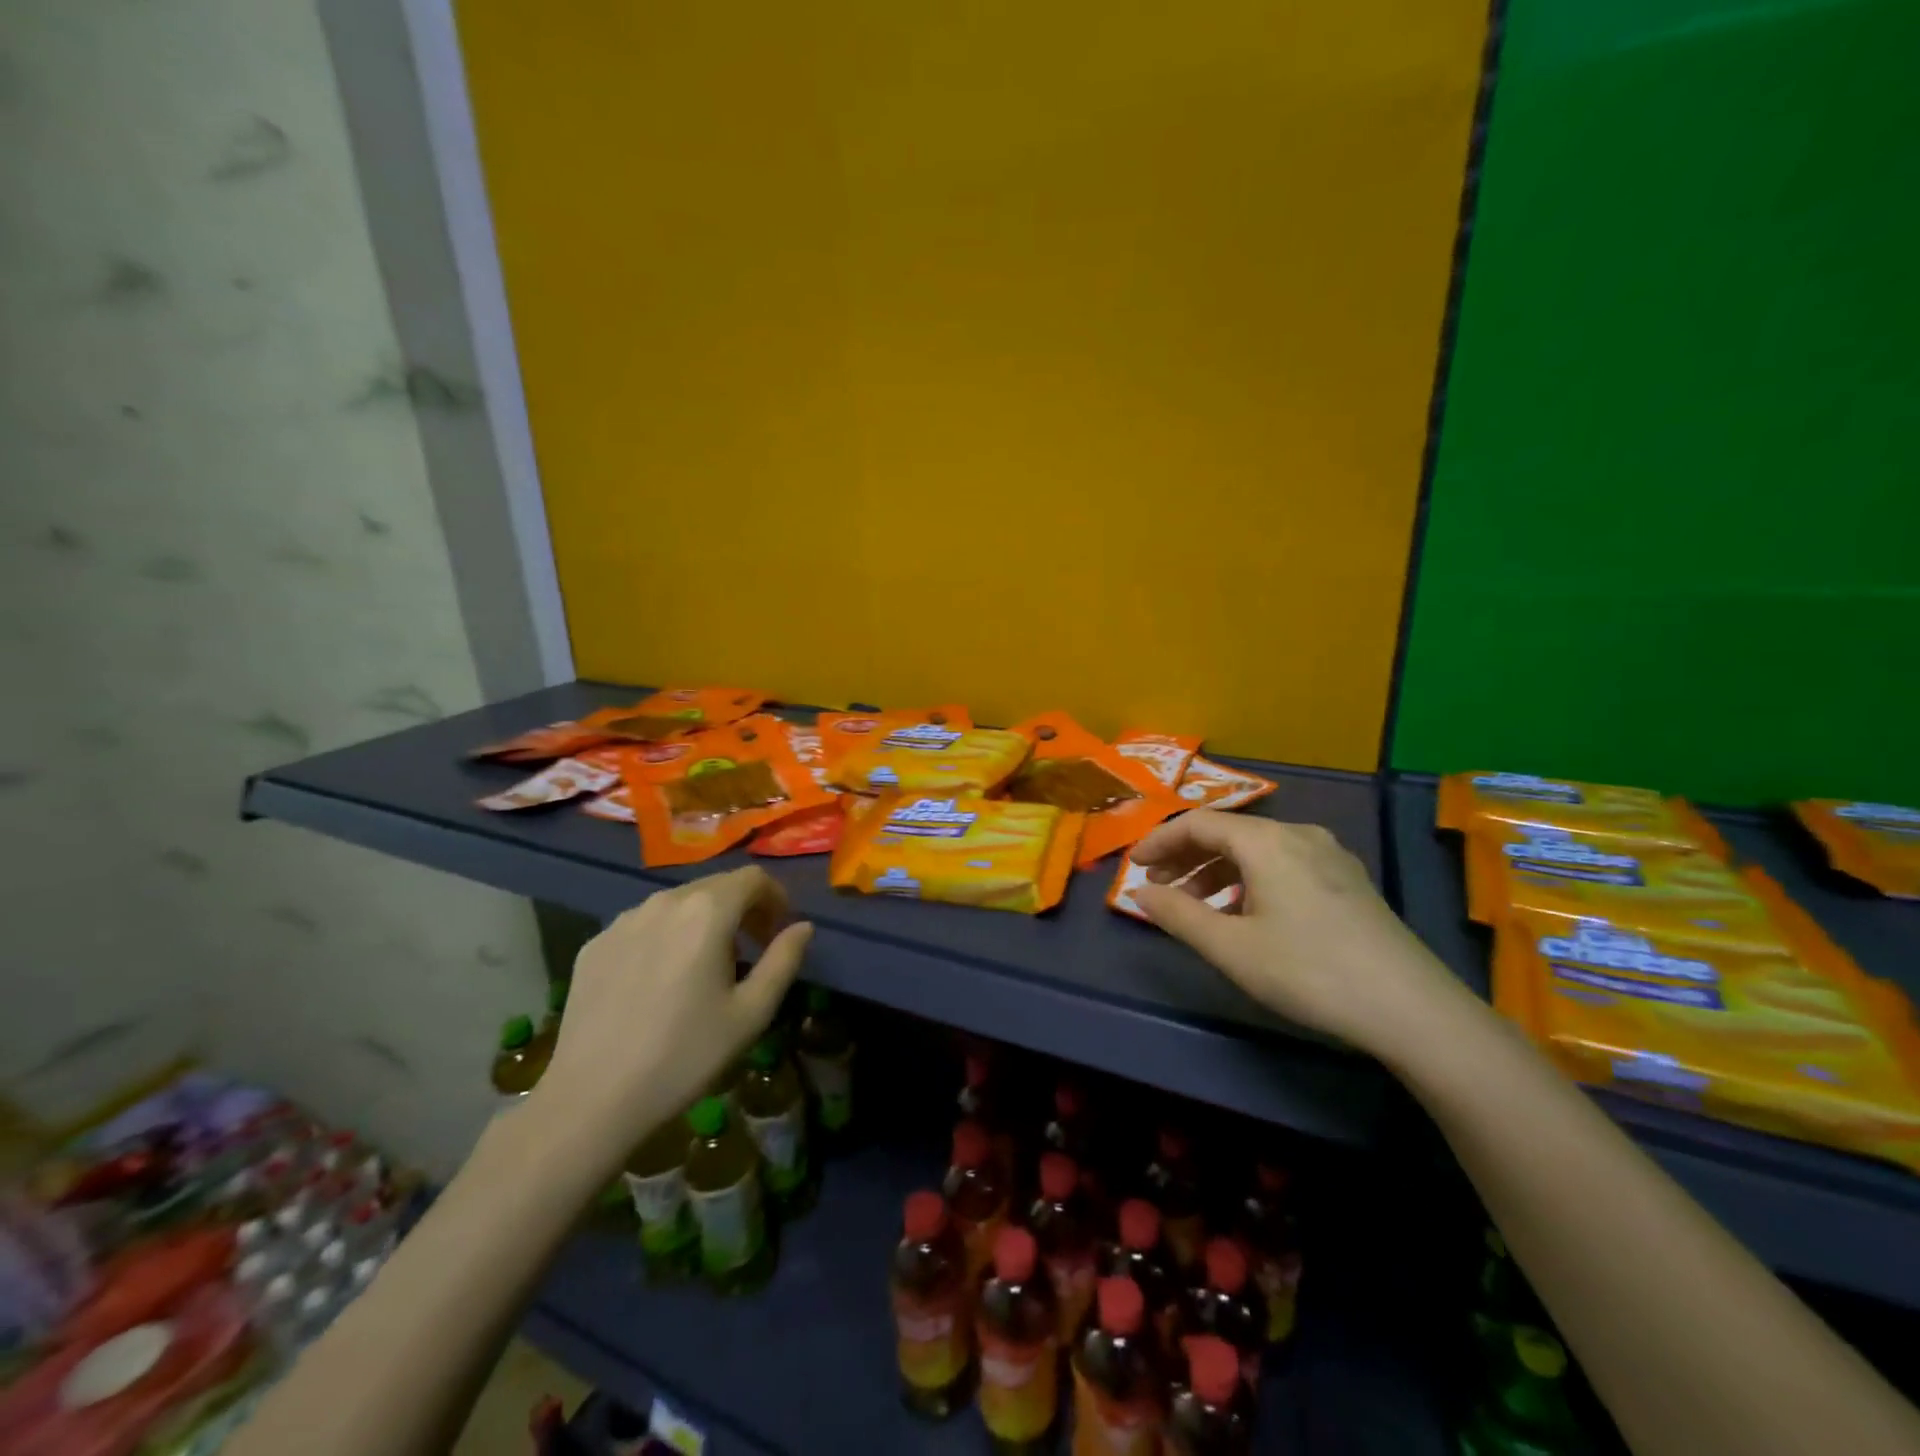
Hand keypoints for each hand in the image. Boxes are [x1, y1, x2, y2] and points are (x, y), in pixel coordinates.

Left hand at [529, 867, 811, 1163]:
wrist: (592, 1100)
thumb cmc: (685, 1055)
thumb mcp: (751, 1013)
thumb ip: (784, 960)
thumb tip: (803, 927)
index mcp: (707, 911)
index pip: (753, 878)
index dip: (776, 897)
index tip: (779, 931)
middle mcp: (664, 901)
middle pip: (715, 885)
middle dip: (742, 909)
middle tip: (750, 950)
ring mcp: (623, 920)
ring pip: (678, 903)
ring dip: (703, 921)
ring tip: (705, 966)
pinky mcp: (595, 944)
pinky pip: (644, 925)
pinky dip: (666, 937)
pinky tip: (661, 981)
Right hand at [1130, 812, 1465, 1054]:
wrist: (1412, 1009)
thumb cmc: (1309, 972)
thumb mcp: (1231, 948)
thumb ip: (1178, 915)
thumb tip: (1139, 892)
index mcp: (1267, 841)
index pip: (1198, 823)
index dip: (1159, 840)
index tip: (1133, 866)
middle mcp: (1299, 835)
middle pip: (1228, 833)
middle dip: (1186, 857)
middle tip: (1157, 888)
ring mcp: (1329, 856)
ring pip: (1257, 850)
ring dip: (1216, 872)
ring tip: (1195, 907)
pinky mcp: (1348, 881)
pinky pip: (1283, 865)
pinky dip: (1249, 881)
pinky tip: (1245, 914)